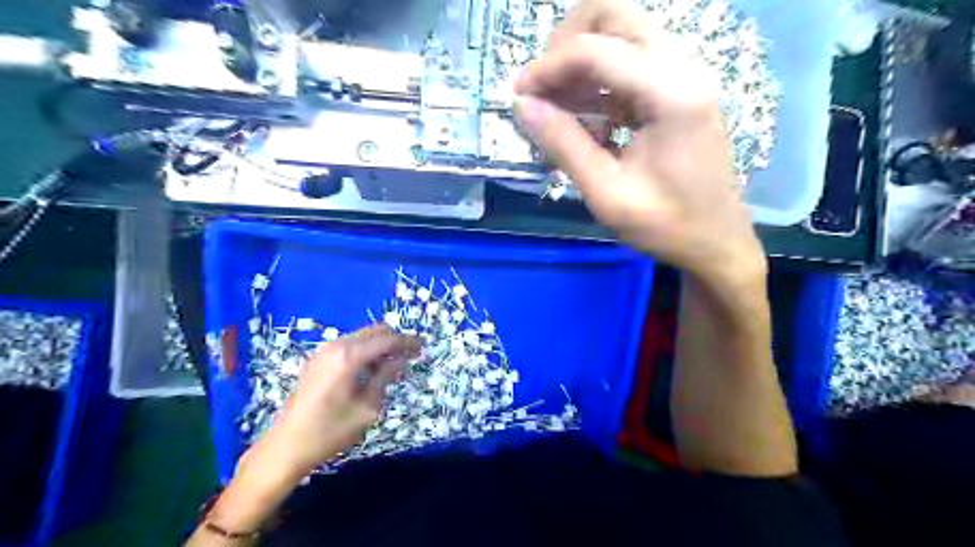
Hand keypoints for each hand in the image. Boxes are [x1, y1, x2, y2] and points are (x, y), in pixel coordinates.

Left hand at [255, 327, 417, 476]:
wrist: (286, 447)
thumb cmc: (330, 431)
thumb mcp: (367, 408)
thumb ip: (385, 378)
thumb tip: (401, 359)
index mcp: (349, 356)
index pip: (386, 340)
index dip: (407, 342)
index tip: (423, 346)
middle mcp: (336, 346)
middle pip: (374, 331)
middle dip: (394, 340)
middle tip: (411, 355)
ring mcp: (324, 351)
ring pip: (361, 336)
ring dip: (379, 345)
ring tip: (393, 364)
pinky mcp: (317, 360)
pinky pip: (349, 345)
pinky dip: (365, 350)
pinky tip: (371, 368)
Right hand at [514, 0, 764, 289]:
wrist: (715, 242)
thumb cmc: (665, 226)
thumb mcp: (607, 193)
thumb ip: (564, 145)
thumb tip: (523, 106)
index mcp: (671, 93)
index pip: (595, 50)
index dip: (547, 67)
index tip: (518, 96)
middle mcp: (683, 67)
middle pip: (614, 14)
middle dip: (567, 43)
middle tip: (543, 87)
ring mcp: (684, 75)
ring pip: (622, 32)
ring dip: (581, 59)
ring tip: (555, 105)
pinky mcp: (679, 89)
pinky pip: (630, 62)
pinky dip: (598, 78)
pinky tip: (582, 115)